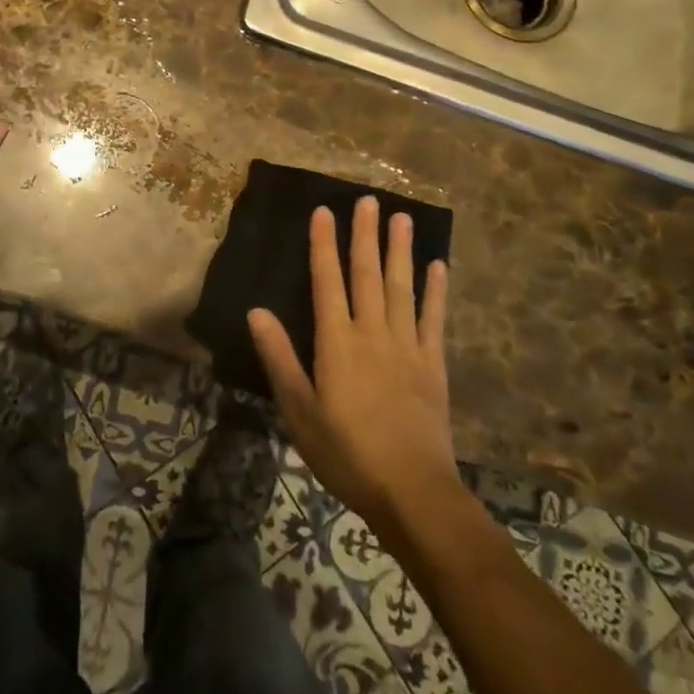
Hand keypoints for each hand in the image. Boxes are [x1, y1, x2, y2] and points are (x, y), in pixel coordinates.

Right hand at [249, 197, 461, 534]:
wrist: (412, 493)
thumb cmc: (346, 453)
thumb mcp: (299, 410)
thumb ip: (279, 358)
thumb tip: (256, 310)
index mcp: (337, 342)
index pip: (327, 281)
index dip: (324, 245)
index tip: (324, 211)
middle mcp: (372, 333)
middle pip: (366, 274)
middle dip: (365, 235)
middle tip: (369, 200)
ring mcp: (407, 347)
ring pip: (401, 288)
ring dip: (400, 251)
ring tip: (403, 218)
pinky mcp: (433, 366)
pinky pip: (434, 320)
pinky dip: (436, 292)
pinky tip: (437, 267)